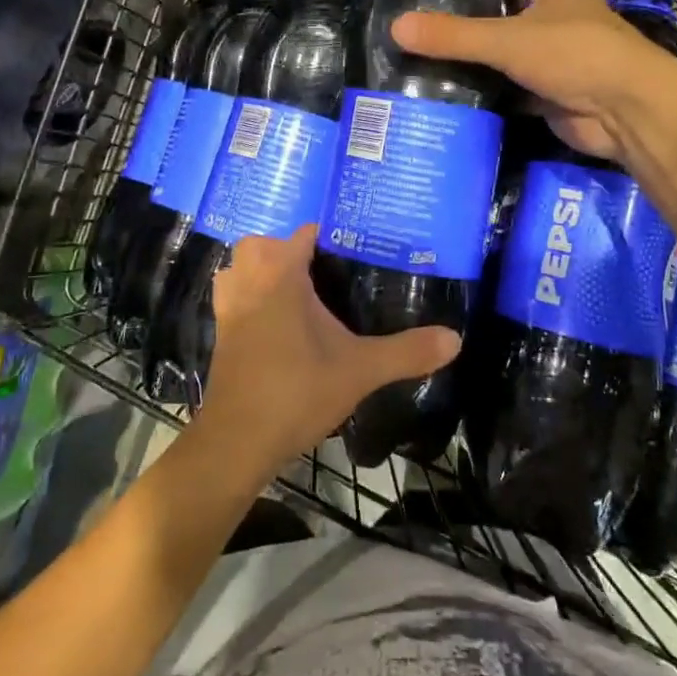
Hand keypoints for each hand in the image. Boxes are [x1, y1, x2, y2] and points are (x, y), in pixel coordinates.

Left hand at [198, 226, 460, 478]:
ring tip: (298, 292)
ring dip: (262, 271)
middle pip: (265, 244)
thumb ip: (407, 351)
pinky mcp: (221, 331)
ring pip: (241, 268)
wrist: (237, 441)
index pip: (305, 234)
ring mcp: (229, 306)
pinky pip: (233, 296)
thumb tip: (455, 339)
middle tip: (327, 274)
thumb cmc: (296, 392)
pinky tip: (275, 322)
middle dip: (291, 251)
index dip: (332, 237)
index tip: (360, 250)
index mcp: (281, 274)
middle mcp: (249, 280)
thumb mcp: (360, 370)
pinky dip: (248, 297)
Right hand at [390, 0, 664, 160]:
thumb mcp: (509, 40)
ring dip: (497, 54)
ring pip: (525, 52)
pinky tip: (468, 96)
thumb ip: (455, 36)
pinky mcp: (562, 97)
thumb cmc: (576, 55)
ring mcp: (568, 62)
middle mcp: (569, 22)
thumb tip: (397, 27)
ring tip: (449, 54)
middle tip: (453, 12)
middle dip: (500, 7)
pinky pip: (524, 91)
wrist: (628, 112)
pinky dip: (501, 93)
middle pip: (533, 6)